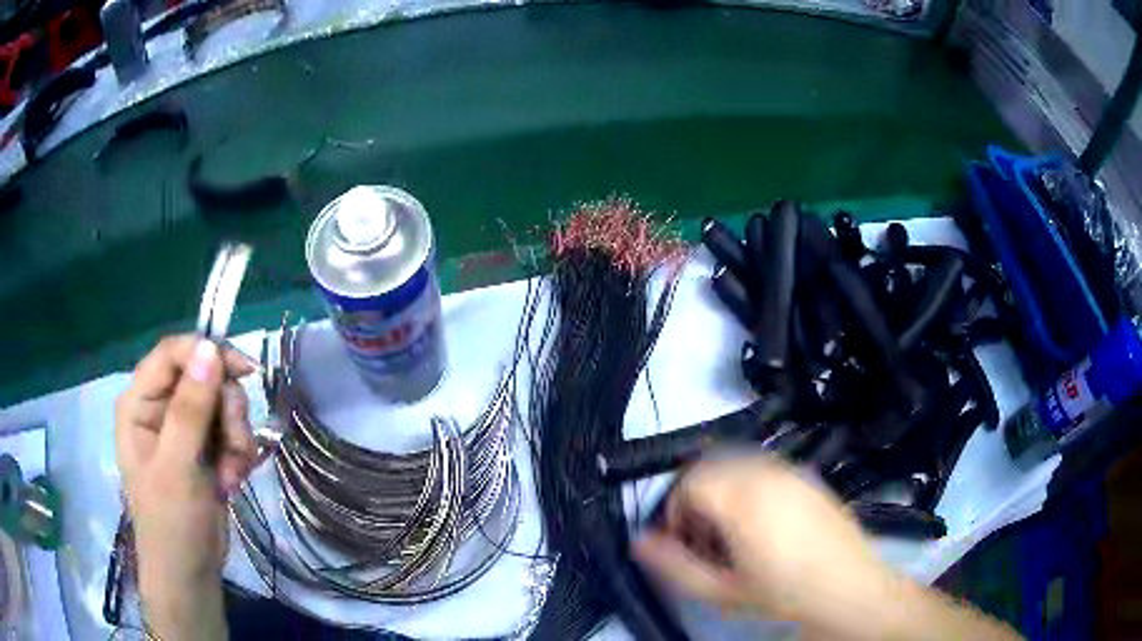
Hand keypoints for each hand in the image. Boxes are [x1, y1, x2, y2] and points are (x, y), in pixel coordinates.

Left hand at [114, 336, 257, 640]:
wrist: (190, 574)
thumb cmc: (171, 523)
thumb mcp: (177, 467)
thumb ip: (190, 409)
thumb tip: (211, 348)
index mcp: (139, 403)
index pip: (172, 354)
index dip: (207, 353)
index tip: (245, 371)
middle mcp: (160, 408)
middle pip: (203, 377)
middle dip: (226, 410)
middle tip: (235, 446)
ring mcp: (183, 429)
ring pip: (222, 404)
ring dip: (236, 437)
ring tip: (232, 473)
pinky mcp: (203, 449)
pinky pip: (230, 430)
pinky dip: (239, 453)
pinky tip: (233, 479)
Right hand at [634, 454, 1019, 640]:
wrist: (848, 588)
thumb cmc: (782, 593)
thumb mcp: (721, 589)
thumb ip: (674, 565)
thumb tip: (638, 543)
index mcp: (741, 496)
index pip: (688, 481)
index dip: (675, 510)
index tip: (682, 541)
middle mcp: (765, 471)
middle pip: (711, 466)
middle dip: (696, 499)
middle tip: (703, 538)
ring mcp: (791, 470)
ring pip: (737, 464)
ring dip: (722, 491)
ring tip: (731, 533)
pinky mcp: (809, 476)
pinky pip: (765, 468)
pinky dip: (749, 486)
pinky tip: (762, 524)